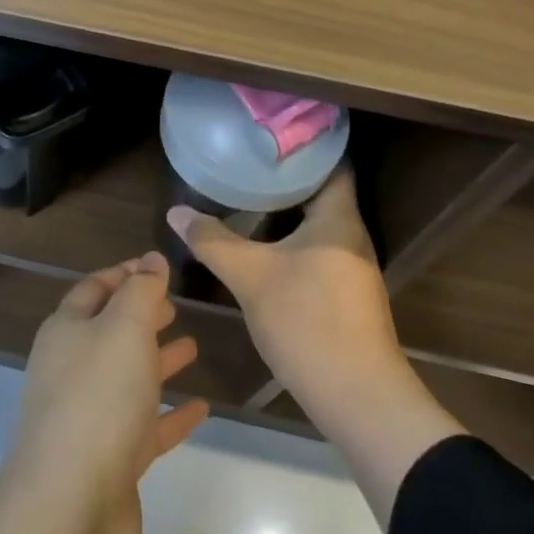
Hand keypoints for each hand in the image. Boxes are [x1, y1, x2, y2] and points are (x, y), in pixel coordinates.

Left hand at [0, 252, 209, 533]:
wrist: (69, 511)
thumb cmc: (97, 399)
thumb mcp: (123, 328)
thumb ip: (141, 292)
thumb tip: (151, 260)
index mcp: (66, 332)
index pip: (94, 289)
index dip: (125, 273)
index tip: (158, 266)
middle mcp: (72, 370)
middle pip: (109, 333)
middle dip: (141, 316)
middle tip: (176, 305)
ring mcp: (90, 418)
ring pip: (128, 379)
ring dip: (157, 361)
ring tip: (193, 346)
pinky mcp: (110, 462)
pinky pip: (145, 427)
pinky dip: (170, 414)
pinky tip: (201, 408)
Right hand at [169, 173, 464, 527]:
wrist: (357, 397)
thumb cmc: (307, 321)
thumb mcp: (251, 276)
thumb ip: (213, 241)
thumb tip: (176, 211)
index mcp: (339, 219)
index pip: (332, 165)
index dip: (306, 146)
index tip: (271, 136)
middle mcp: (353, 236)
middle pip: (323, 193)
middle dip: (288, 178)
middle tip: (249, 163)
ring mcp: (354, 268)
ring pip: (320, 225)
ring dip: (290, 212)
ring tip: (250, 197)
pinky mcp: (348, 295)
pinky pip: (320, 250)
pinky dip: (295, 240)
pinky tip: (267, 246)